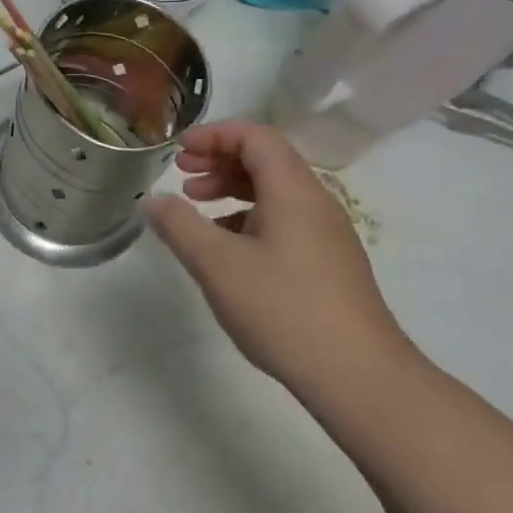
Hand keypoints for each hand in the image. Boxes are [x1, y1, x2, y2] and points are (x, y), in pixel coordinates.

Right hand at [144, 121, 412, 395]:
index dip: (214, 135)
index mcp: (293, 191)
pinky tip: (228, 249)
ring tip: (197, 208)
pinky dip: (249, 218)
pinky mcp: (329, 263)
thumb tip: (153, 199)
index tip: (179, 151)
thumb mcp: (217, 265)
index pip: (255, 136)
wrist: (359, 377)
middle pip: (266, 160)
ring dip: (232, 189)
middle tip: (181, 176)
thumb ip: (179, 225)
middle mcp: (316, 203)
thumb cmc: (284, 309)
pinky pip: (285, 220)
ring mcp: (327, 234)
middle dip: (219, 160)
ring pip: (275, 192)